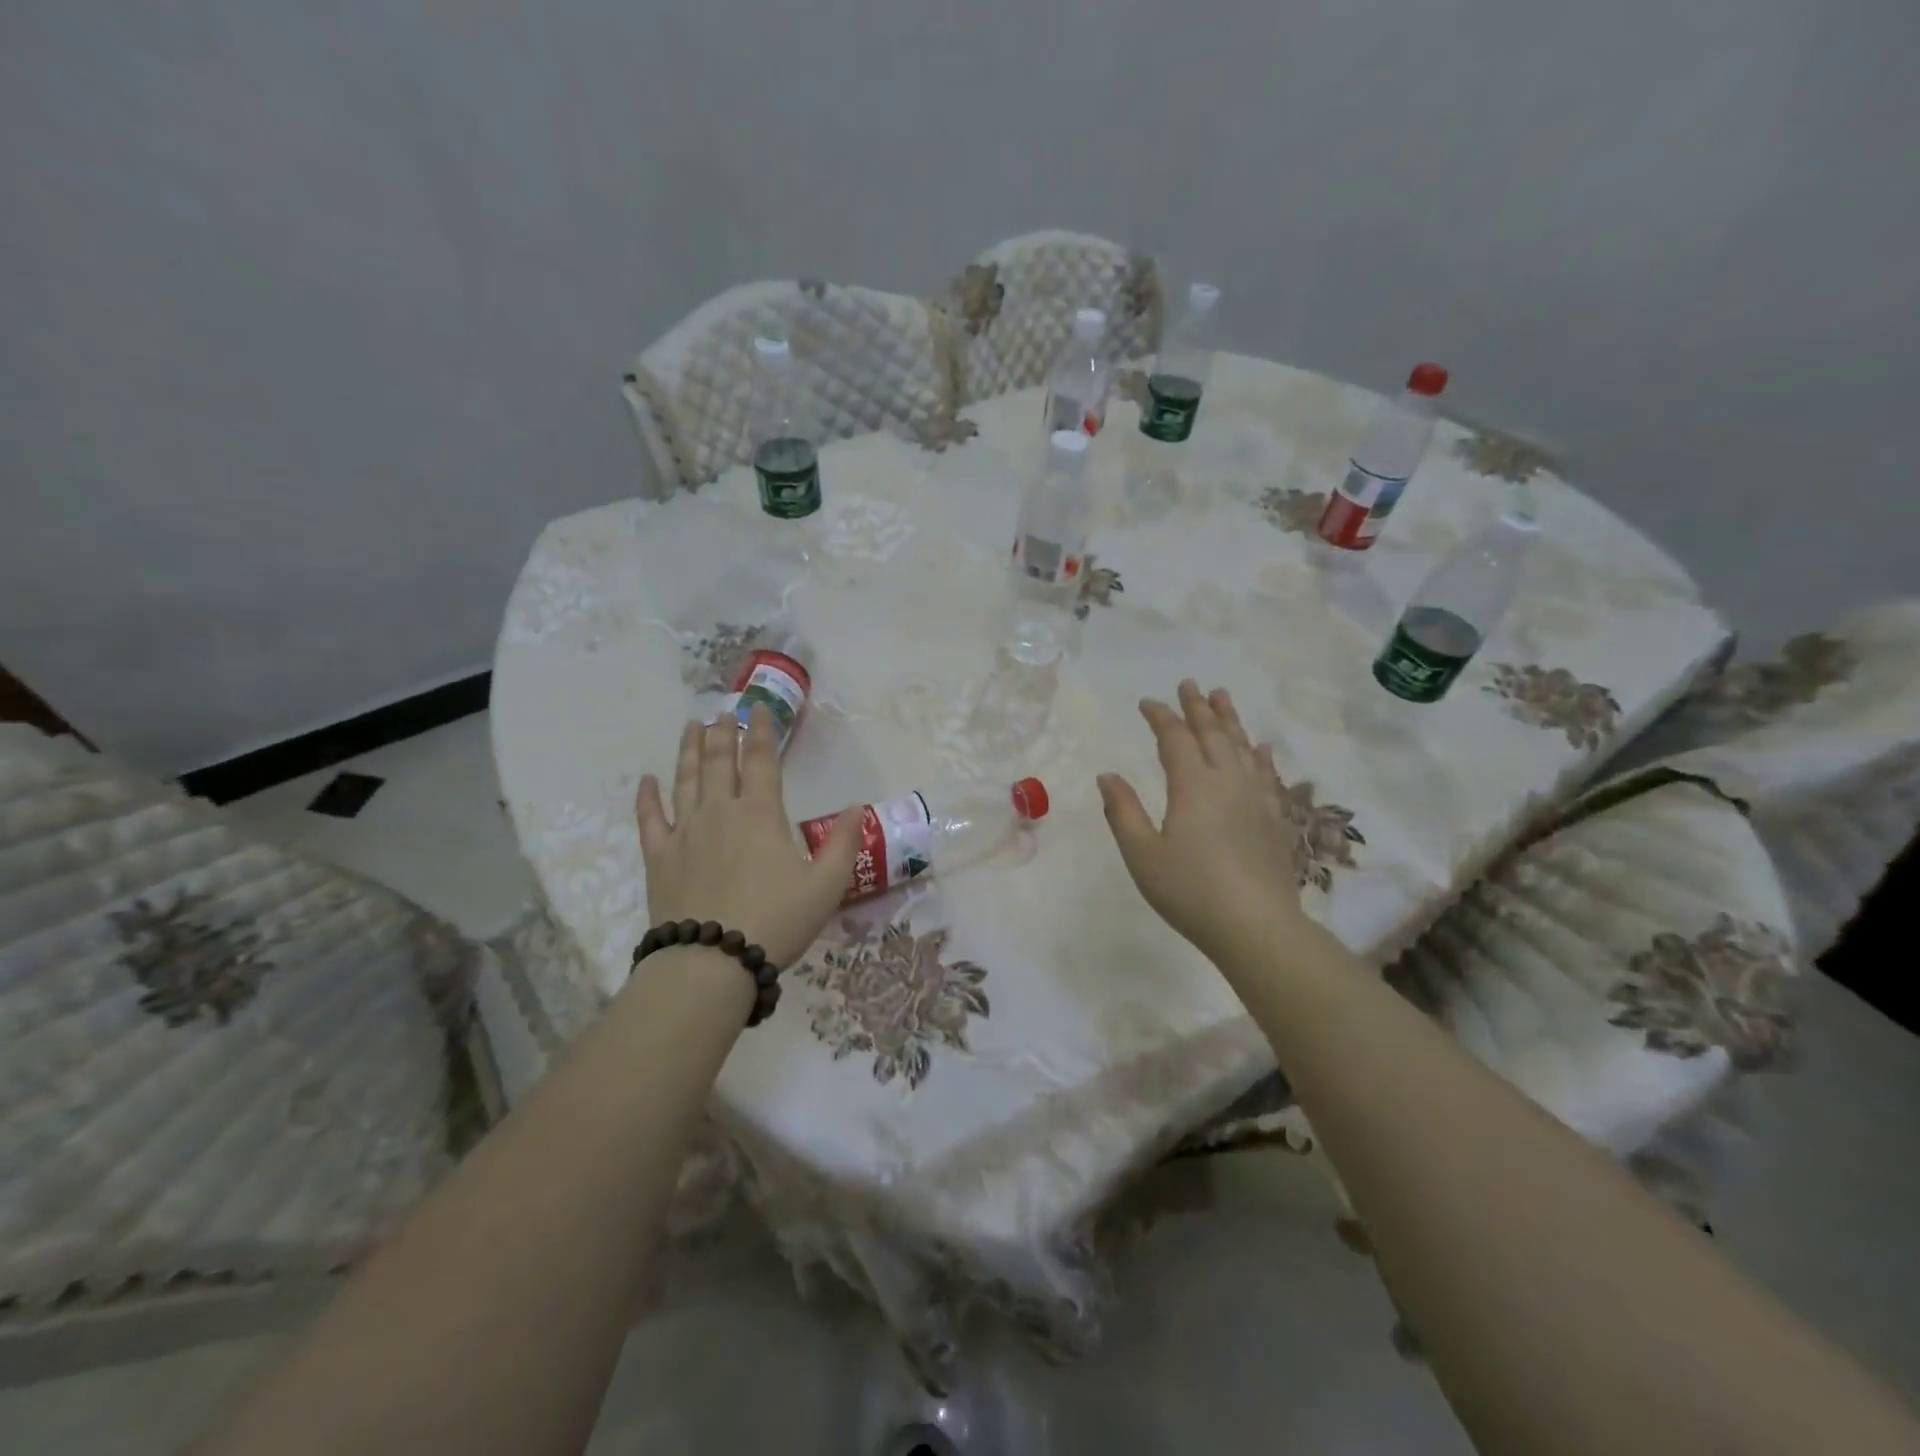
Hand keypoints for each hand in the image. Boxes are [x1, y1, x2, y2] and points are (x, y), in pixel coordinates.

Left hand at [635, 705, 862, 969]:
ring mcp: (685, 832)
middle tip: (723, 713)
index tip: (758, 708)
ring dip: (689, 751)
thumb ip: (842, 843)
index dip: (762, 731)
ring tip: (691, 727)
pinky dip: (647, 797)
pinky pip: (650, 819)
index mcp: (760, 814)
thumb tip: (856, 807)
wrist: (712, 960)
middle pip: (720, 761)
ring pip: (685, 780)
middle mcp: (720, 812)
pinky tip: (646, 781)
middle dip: (723, 733)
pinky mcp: (660, 857)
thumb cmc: (776, 920)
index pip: (762, 760)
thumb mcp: (826, 885)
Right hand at [1097, 681, 1304, 961]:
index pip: (1174, 738)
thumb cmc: (1190, 891)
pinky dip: (1260, 755)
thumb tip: (1107, 776)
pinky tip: (1259, 748)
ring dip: (1230, 719)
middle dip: (1197, 707)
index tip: (1147, 703)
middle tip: (1189, 684)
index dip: (1160, 716)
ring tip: (1222, 696)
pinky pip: (1267, 773)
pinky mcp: (1275, 818)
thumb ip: (1122, 811)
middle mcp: (1228, 781)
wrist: (1256, 926)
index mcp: (1192, 785)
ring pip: (1243, 746)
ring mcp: (1257, 798)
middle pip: (1212, 733)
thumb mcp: (1142, 854)